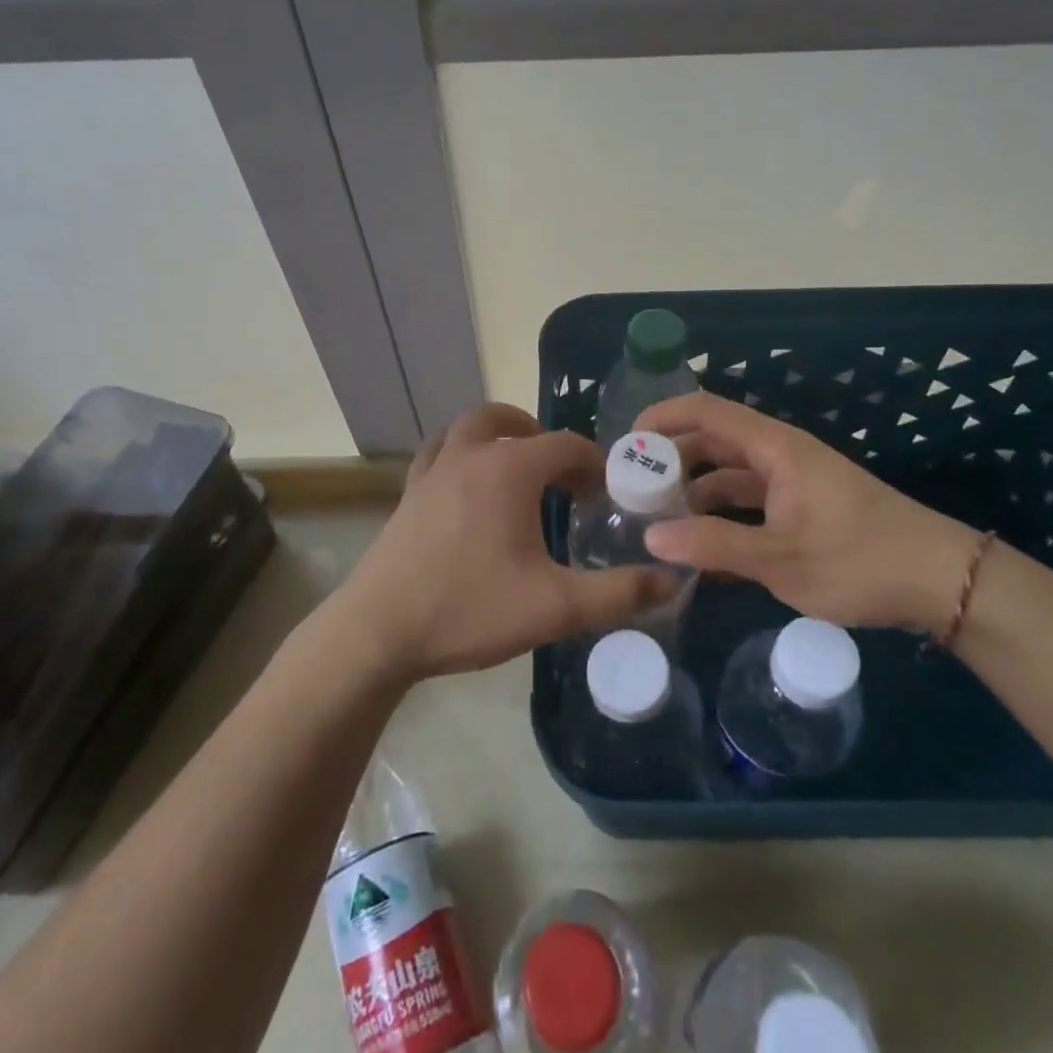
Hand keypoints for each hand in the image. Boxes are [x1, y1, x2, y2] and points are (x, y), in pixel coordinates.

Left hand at [333, 403, 675, 681]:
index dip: (594, 464)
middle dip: (542, 438)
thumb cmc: (470, 610)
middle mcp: (470, 455)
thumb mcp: (555, 607)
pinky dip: (460, 452)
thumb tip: (673, 580)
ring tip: (516, 468)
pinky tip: (467, 487)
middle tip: (562, 475)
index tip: (606, 496)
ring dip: (497, 434)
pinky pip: (438, 451)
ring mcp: (432, 470)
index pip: (565, 446)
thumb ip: (619, 593)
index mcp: (509, 469)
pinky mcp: (408, 492)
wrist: (379, 631)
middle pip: (509, 420)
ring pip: (468, 427)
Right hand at [637, 392, 983, 632]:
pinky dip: (722, 518)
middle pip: (713, 442)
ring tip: (657, 521)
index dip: (663, 417)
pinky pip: (749, 503)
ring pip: (729, 475)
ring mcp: (792, 482)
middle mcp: (779, 455)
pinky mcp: (803, 508)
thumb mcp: (780, 559)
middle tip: (631, 489)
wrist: (941, 582)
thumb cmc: (859, 560)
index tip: (625, 443)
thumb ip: (713, 545)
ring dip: (694, 493)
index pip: (706, 411)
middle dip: (671, 460)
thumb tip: (650, 538)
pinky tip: (700, 550)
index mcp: (774, 448)